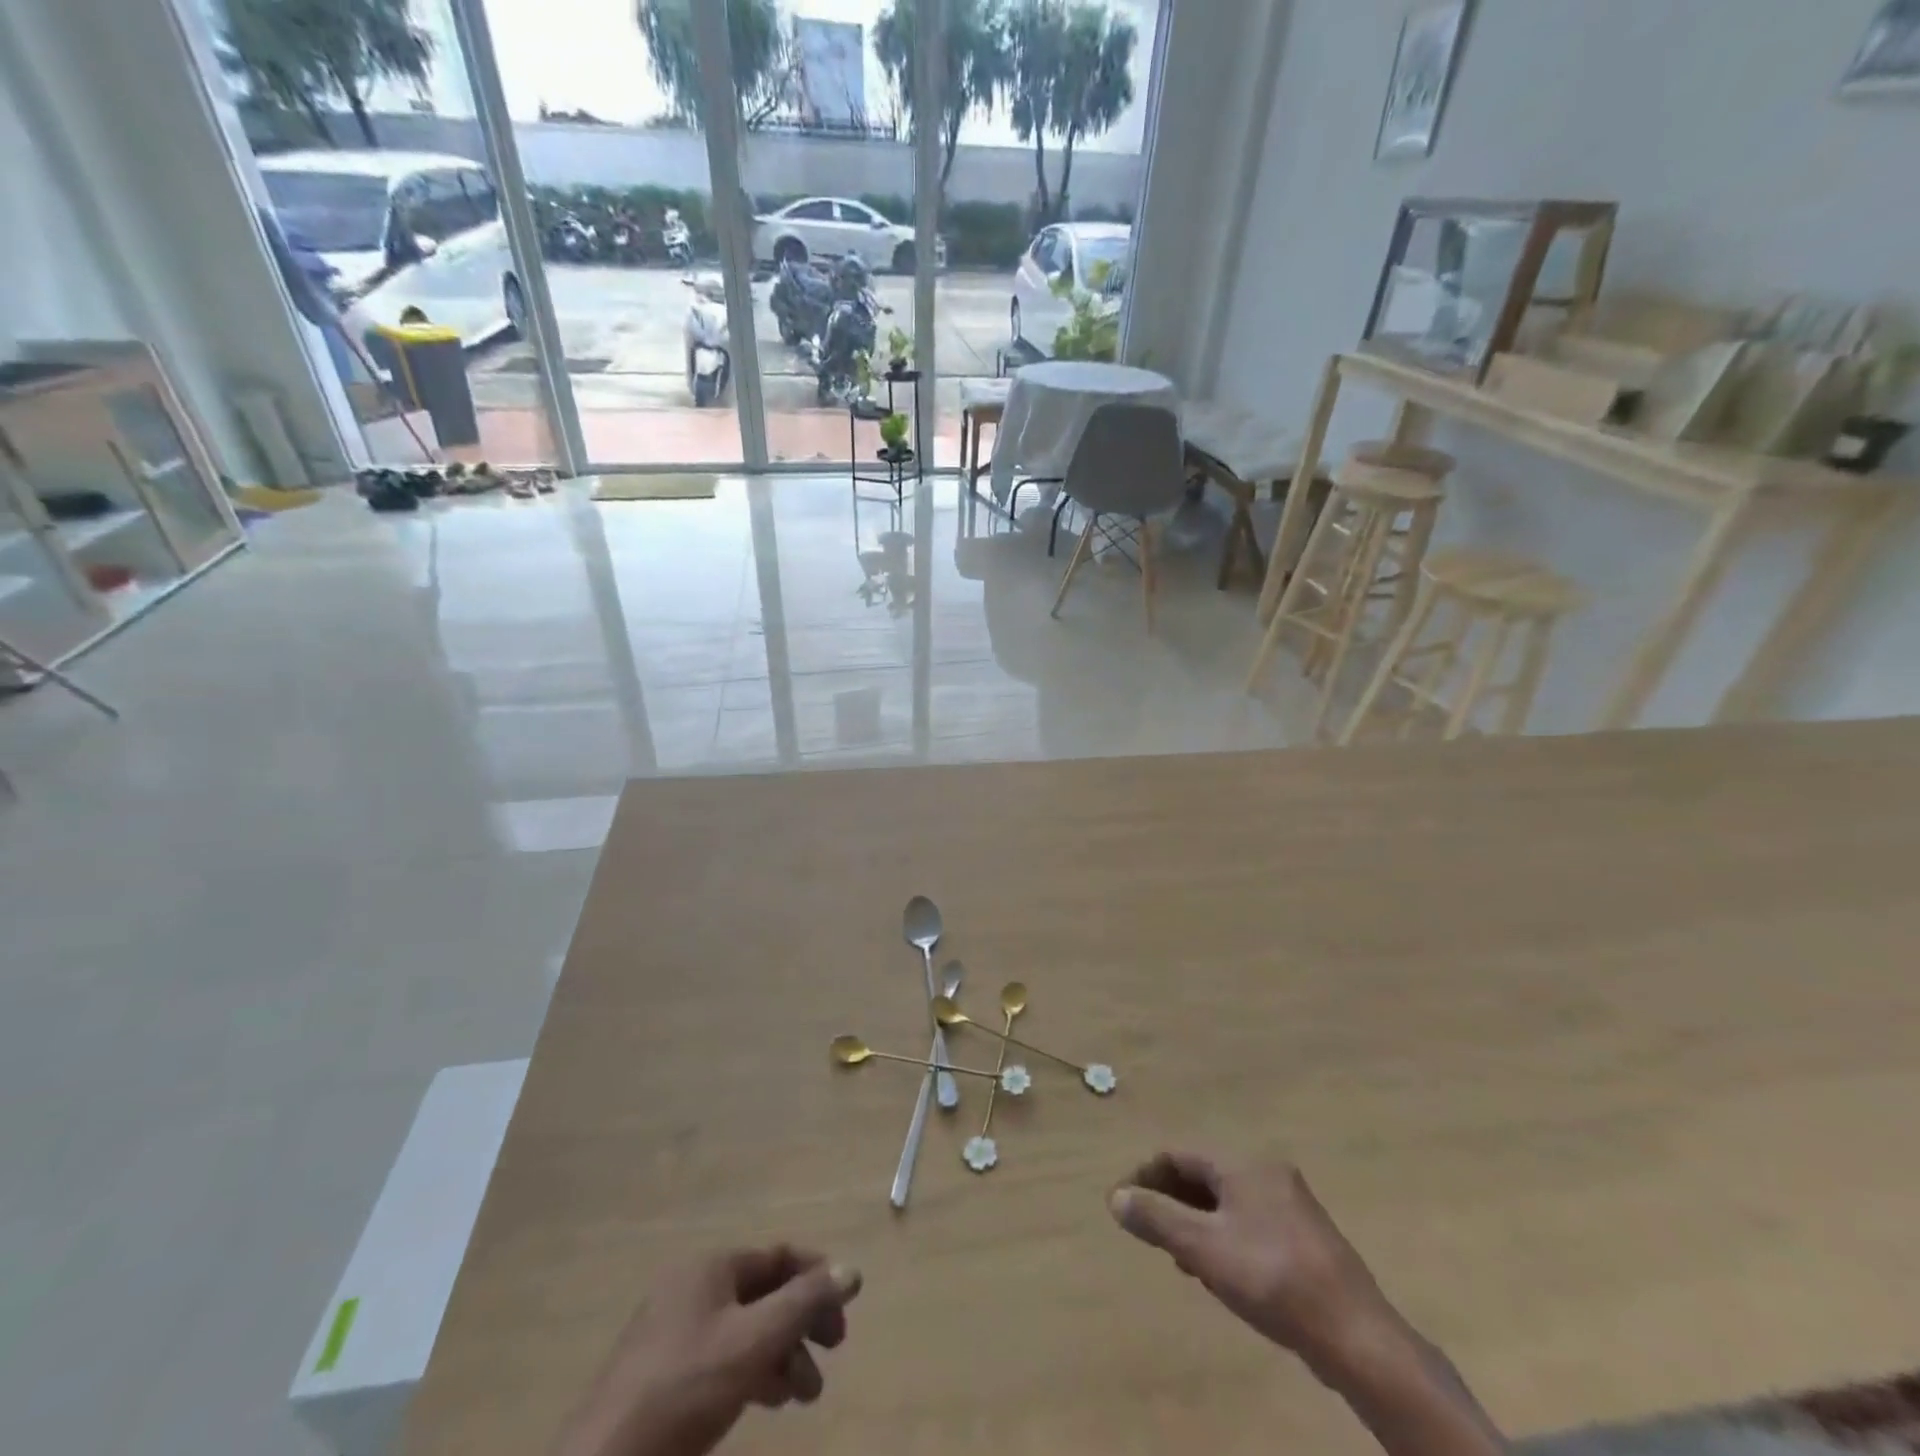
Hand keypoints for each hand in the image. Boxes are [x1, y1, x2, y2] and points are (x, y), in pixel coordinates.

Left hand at [552, 1247, 861, 1455]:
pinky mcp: (664, 1378)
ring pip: (745, 1330)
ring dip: (783, 1353)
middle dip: (802, 1321)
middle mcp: (693, 1289)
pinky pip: (724, 1358)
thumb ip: (805, 1302)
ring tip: (805, 1395)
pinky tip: (770, 1401)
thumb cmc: (684, 1390)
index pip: (777, 1257)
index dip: (815, 1277)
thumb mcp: (754, 1341)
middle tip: (834, 1350)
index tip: (846, 1309)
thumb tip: (852, 1269)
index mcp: (710, 1268)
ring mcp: (675, 1334)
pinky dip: (754, 1372)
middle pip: (763, 1293)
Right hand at [1109, 1154, 1399, 1379]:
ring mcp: (1292, 1205)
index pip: (1179, 1156)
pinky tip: (1220, 1272)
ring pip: (1227, 1202)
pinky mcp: (1307, 1239)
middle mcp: (1268, 1173)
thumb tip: (1117, 1197)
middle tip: (1147, 1232)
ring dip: (1196, 1222)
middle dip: (1170, 1200)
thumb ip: (1157, 1218)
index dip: (1145, 1177)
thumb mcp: (1203, 1248)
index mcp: (1243, 1164)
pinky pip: (1250, 1223)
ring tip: (1178, 1257)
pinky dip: (1224, 1236)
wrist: (1357, 1337)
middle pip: (1204, 1176)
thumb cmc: (1271, 1280)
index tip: (1122, 1205)